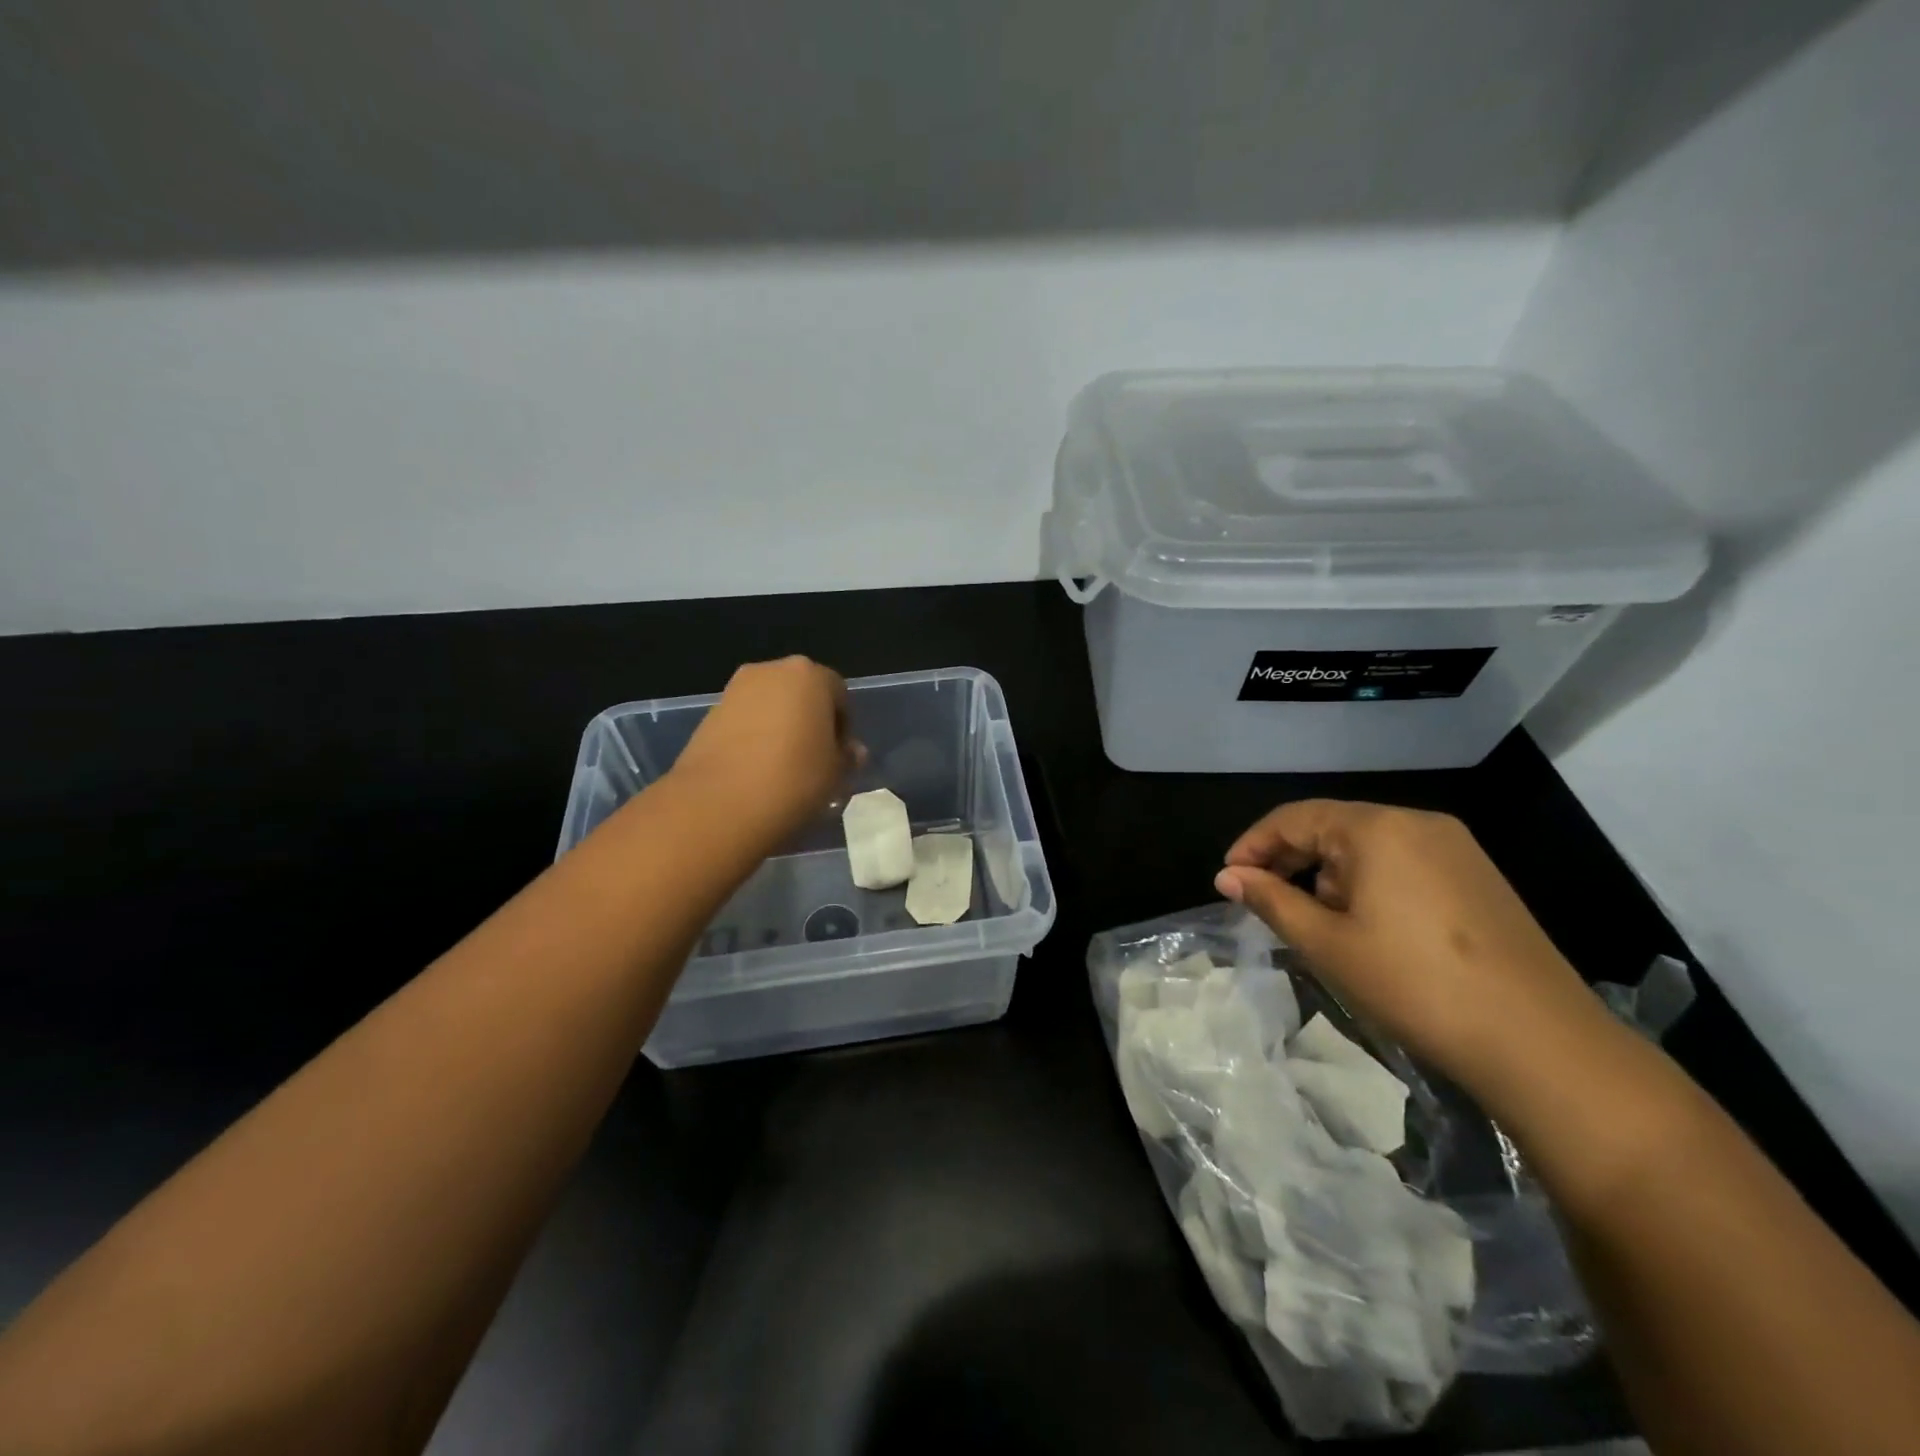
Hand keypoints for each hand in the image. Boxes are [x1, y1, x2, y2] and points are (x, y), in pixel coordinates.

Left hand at [667, 656, 864, 849]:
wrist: (718, 805)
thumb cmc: (793, 780)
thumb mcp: (835, 773)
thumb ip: (846, 756)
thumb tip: (850, 752)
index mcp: (809, 675)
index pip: (838, 693)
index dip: (843, 725)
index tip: (839, 756)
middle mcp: (770, 672)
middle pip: (801, 692)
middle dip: (810, 720)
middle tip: (814, 759)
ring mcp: (735, 691)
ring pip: (770, 706)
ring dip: (780, 728)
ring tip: (783, 768)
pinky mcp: (709, 715)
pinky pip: (745, 721)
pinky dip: (754, 738)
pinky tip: (756, 771)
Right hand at [1215, 800, 1609, 1101]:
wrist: (1540, 1042)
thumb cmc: (1414, 985)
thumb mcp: (1327, 943)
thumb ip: (1270, 900)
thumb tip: (1227, 876)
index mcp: (1376, 828)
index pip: (1294, 818)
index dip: (1253, 844)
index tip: (1227, 878)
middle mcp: (1417, 822)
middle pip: (1332, 826)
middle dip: (1290, 859)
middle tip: (1262, 899)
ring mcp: (1455, 847)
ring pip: (1368, 845)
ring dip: (1329, 873)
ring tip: (1315, 921)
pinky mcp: (1478, 876)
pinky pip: (1403, 862)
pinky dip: (1369, 882)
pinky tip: (1367, 925)